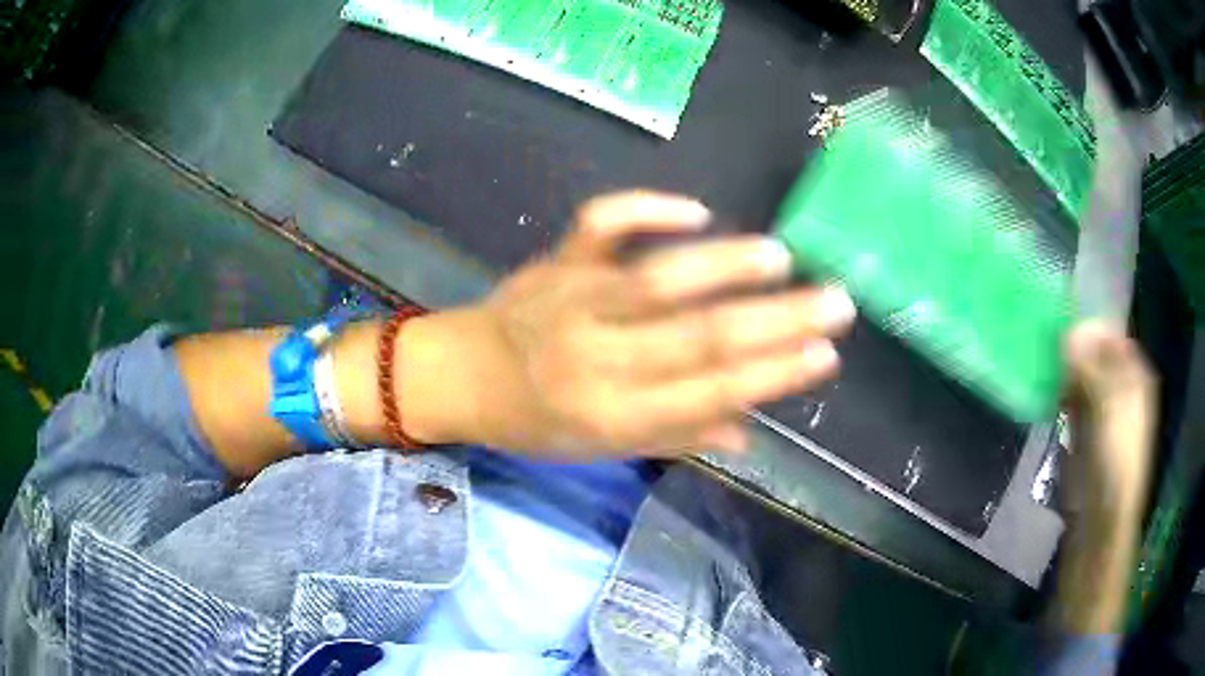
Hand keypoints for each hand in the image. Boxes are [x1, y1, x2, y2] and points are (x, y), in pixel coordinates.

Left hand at [408, 191, 855, 459]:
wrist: (462, 374)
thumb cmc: (536, 422)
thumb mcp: (603, 447)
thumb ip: (678, 436)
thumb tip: (753, 432)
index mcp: (611, 413)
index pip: (709, 392)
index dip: (772, 375)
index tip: (825, 356)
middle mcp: (598, 355)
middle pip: (700, 334)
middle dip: (777, 320)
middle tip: (836, 302)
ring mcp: (575, 298)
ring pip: (660, 277)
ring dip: (726, 264)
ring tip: (783, 258)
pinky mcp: (559, 259)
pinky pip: (600, 224)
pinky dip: (645, 208)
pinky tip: (693, 209)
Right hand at [1051, 320, 1156, 634]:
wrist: (1099, 523)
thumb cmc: (1113, 465)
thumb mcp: (1109, 411)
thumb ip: (1093, 368)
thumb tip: (1071, 329)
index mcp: (1135, 376)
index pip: (1112, 334)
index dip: (1090, 326)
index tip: (1062, 322)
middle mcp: (1121, 387)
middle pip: (1096, 354)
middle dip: (1073, 347)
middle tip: (1047, 344)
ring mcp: (1103, 410)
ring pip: (1082, 376)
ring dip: (1064, 370)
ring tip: (1043, 364)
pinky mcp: (1084, 432)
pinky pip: (1072, 400)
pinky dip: (1060, 393)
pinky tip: (1048, 392)